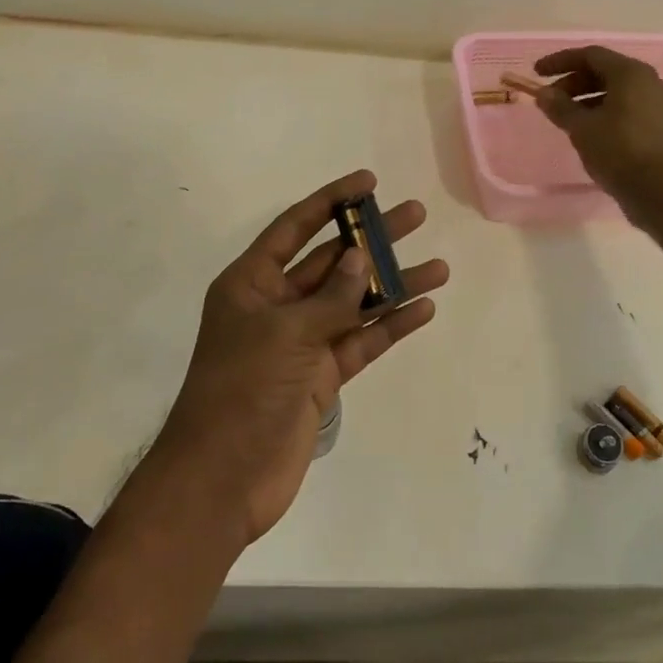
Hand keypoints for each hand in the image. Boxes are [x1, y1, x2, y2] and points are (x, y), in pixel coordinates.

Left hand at [157, 170, 448, 544]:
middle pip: (331, 261)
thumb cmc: (243, 391)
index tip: (368, 182)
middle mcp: (276, 306)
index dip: (330, 201)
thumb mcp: (286, 334)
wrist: (223, 480)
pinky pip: (360, 342)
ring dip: (391, 285)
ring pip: (353, 303)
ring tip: (438, 267)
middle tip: (415, 215)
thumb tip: (360, 258)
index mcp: (251, 284)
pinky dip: (389, 327)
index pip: (295, 228)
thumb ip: (330, 297)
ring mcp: (301, 342)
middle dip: (372, 240)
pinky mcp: (320, 377)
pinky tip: (422, 309)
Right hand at [532, 46, 662, 209]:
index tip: (537, 73)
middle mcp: (648, 81)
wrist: (661, 191)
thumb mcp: (582, 128)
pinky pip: (627, 107)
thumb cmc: (619, 151)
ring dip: (587, 99)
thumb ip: (560, 107)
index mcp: (630, 73)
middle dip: (573, 82)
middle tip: (550, 101)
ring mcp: (658, 103)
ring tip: (566, 119)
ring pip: (616, 91)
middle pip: (604, 71)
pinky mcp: (661, 125)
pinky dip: (604, 111)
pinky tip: (589, 131)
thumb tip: (543, 94)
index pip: (590, 55)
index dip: (560, 61)